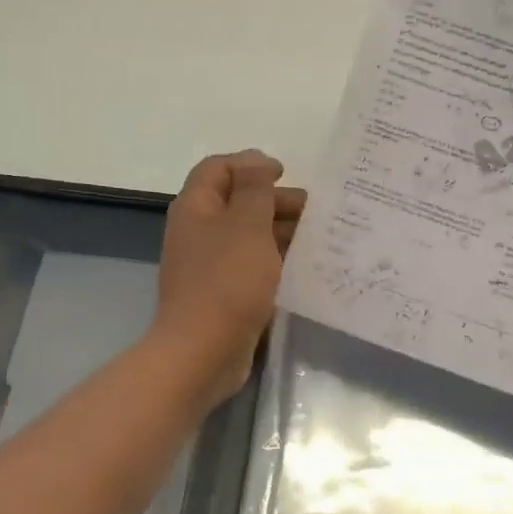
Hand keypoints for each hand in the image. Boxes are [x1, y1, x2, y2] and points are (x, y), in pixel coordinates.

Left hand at [154, 150, 305, 405]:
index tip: (285, 174)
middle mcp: (197, 231)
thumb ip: (255, 189)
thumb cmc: (227, 281)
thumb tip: (257, 161)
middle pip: (235, 201)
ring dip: (278, 231)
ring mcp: (208, 265)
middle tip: (312, 210)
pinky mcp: (221, 293)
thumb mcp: (247, 225)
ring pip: (246, 235)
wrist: (202, 352)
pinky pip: (250, 265)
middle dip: (273, 200)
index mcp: (196, 208)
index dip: (250, 164)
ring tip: (316, 238)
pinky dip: (274, 260)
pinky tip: (301, 268)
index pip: (218, 168)